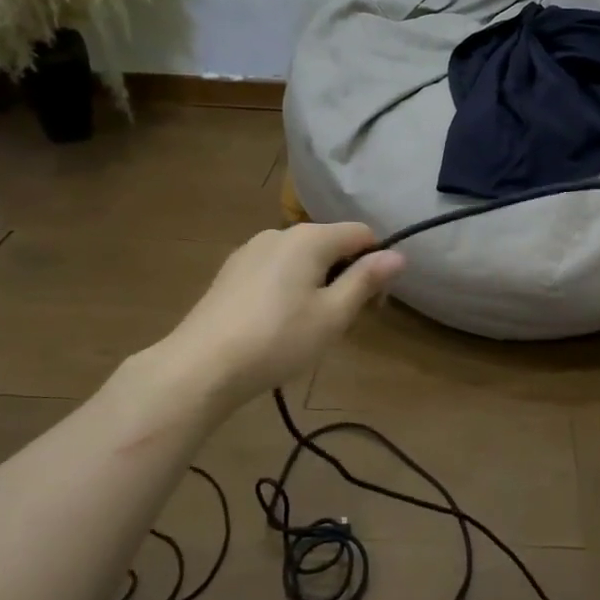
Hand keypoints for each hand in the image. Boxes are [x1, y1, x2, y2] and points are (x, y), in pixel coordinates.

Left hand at [164, 223, 404, 399]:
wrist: (201, 366)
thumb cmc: (278, 339)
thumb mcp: (333, 315)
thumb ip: (366, 280)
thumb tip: (398, 254)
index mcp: (309, 237)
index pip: (361, 233)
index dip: (376, 263)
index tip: (373, 304)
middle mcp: (279, 233)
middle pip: (330, 244)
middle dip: (344, 276)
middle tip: (340, 322)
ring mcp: (250, 250)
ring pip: (300, 259)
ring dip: (316, 284)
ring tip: (306, 328)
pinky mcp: (231, 271)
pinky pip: (274, 270)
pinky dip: (287, 288)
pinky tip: (276, 324)